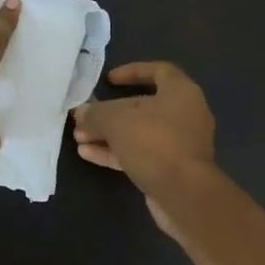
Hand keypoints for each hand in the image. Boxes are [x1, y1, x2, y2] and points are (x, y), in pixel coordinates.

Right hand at [71, 62, 215, 236]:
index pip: (158, 71)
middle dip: (110, 112)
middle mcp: (185, 115)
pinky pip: (140, 154)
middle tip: (85, 117)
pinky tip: (88, 154)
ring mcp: (179, 144)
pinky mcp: (171, 169)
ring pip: (138, 133)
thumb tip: (81, 113)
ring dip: (108, 135)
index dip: (133, 71)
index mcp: (181, 92)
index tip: (108, 80)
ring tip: (79, 138)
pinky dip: (116, 152)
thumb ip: (96, 113)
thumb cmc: (154, 142)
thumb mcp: (117, 120)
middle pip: (143, 106)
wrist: (184, 193)